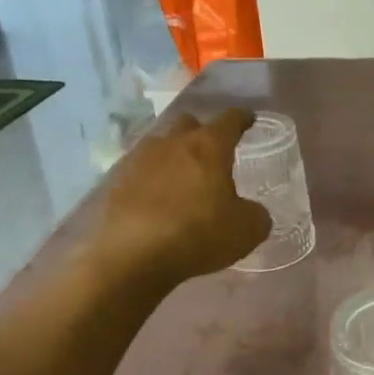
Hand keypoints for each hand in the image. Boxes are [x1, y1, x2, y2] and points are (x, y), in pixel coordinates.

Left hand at [94, 109, 271, 285]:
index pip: (230, 120)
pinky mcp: (118, 181)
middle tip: (212, 154)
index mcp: (209, 146)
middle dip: (202, 134)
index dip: (242, 119)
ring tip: (182, 180)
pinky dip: (152, 180)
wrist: (134, 256)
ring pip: (161, 146)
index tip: (248, 120)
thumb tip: (251, 211)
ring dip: (174, 156)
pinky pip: (141, 171)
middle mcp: (173, 143)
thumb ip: (255, 214)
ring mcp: (141, 159)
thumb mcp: (247, 230)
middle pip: (189, 124)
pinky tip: (157, 201)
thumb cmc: (199, 235)